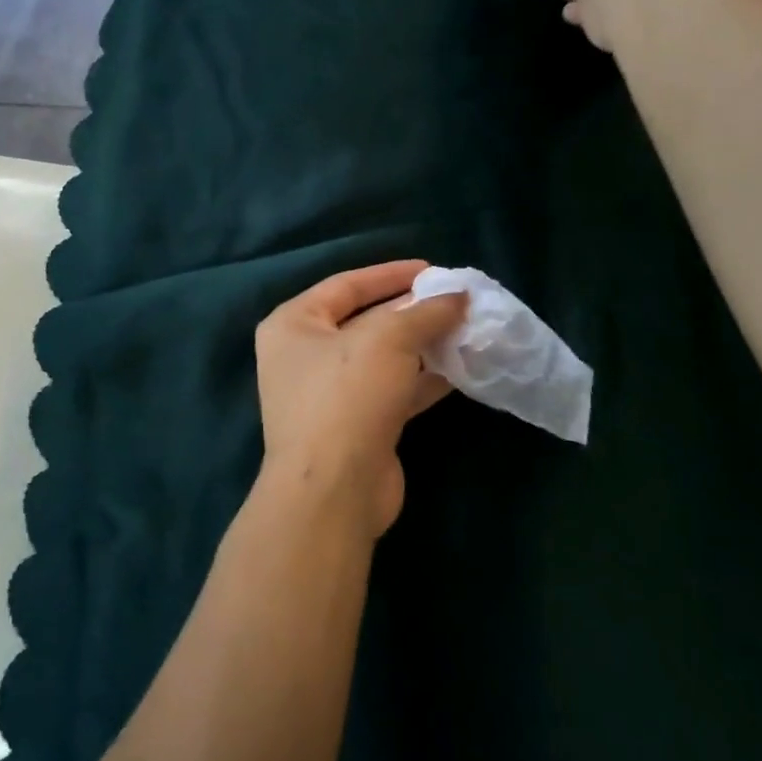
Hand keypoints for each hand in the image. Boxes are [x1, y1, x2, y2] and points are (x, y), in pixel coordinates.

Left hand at [254, 261, 467, 541]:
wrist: (334, 490)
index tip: (435, 269)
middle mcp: (305, 356)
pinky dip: (424, 379)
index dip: (391, 274)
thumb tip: (458, 296)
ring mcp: (330, 394)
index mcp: (294, 324)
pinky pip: (394, 390)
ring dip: (424, 345)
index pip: (346, 285)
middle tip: (457, 301)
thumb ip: (425, 312)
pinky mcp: (357, 425)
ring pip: (384, 358)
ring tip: (468, 330)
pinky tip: (462, 369)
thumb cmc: (347, 396)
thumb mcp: (387, 339)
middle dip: (413, 311)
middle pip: (366, 321)